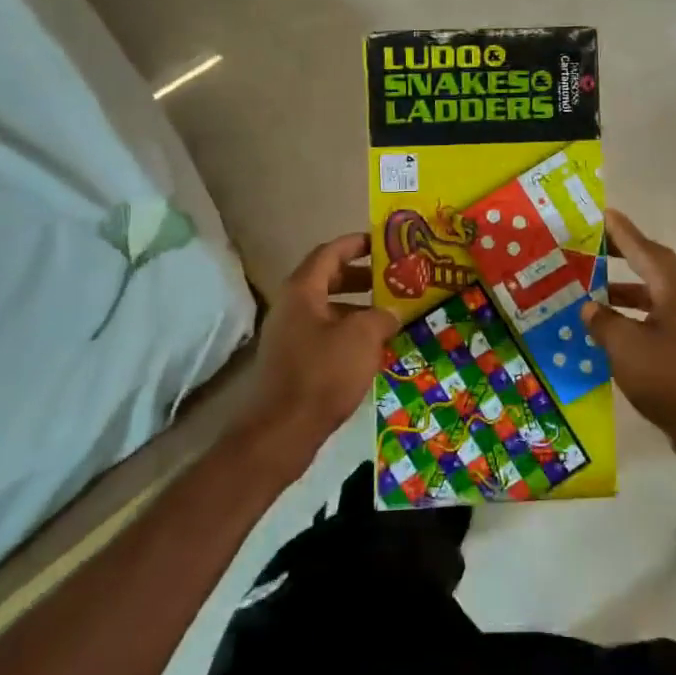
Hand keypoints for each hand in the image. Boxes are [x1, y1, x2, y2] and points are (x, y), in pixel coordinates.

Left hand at [242, 234, 398, 469]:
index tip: (384, 243)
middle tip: (393, 280)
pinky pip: (326, 334)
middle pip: (329, 279)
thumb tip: (393, 311)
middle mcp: (292, 306)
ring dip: (359, 308)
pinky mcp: (294, 361)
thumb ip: (382, 315)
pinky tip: (373, 349)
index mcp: (303, 290)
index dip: (357, 243)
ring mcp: (290, 335)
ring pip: (329, 309)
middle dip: (362, 276)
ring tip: (391, 316)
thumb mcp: (362, 337)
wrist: (282, 431)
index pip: (330, 252)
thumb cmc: (323, 373)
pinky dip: (349, 333)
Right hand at [582, 210, 675, 472]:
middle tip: (592, 248)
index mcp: (674, 287)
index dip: (620, 231)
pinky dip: (632, 317)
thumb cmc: (670, 378)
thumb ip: (603, 321)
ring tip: (592, 291)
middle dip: (622, 256)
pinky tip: (610, 331)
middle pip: (651, 266)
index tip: (602, 215)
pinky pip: (655, 319)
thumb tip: (589, 306)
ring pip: (653, 295)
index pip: (642, 248)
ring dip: (625, 290)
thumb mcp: (625, 346)